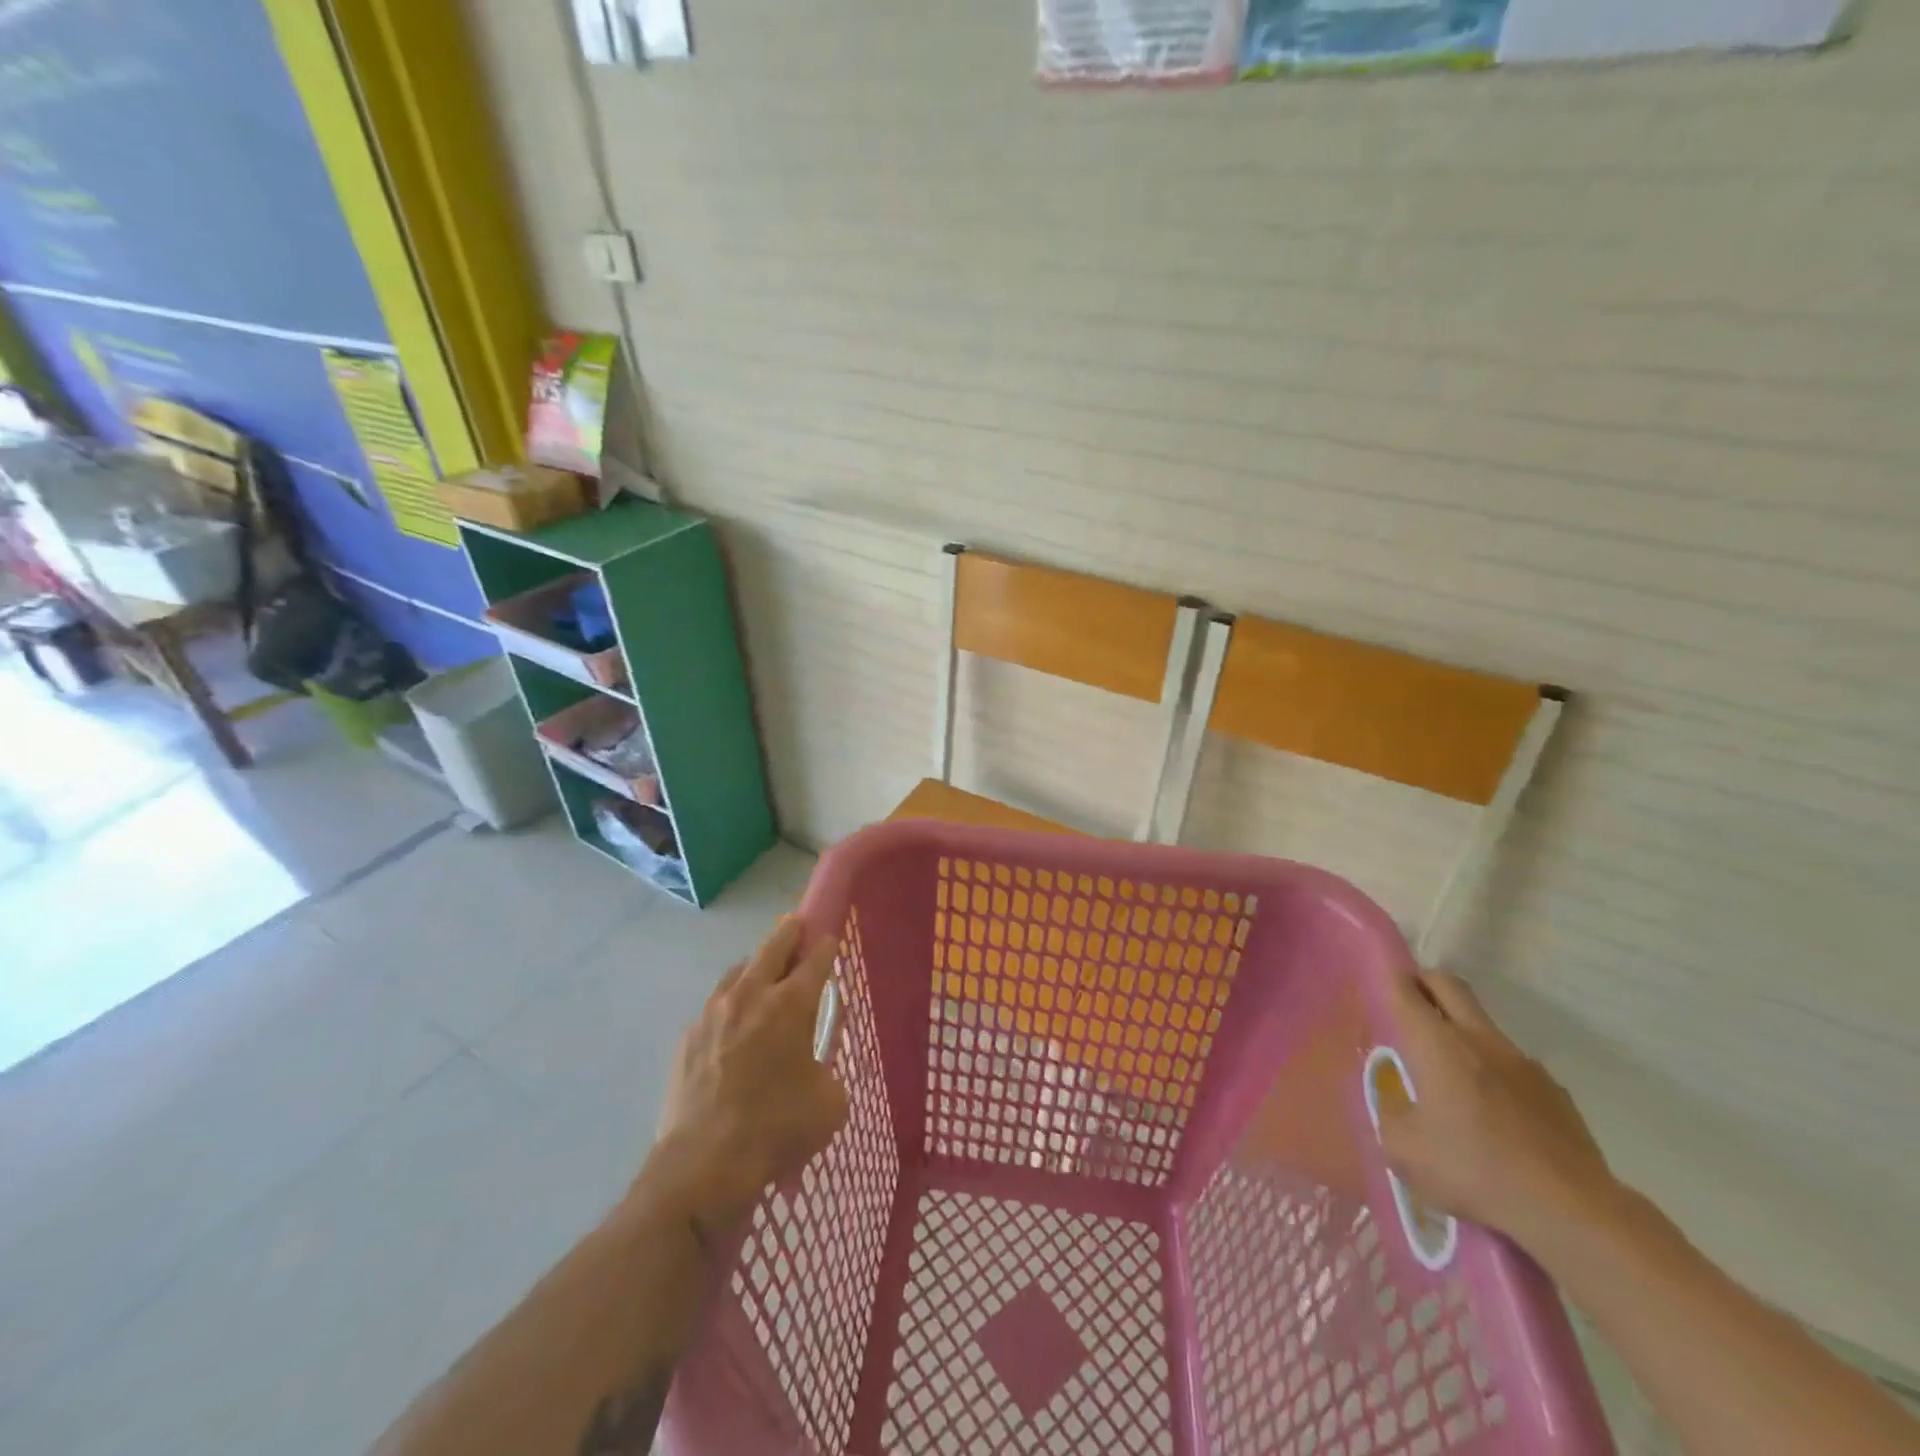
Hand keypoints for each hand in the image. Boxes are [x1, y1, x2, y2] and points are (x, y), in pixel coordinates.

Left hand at [644, 917, 847, 1241]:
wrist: (702, 1166)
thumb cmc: (776, 1130)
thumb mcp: (829, 1103)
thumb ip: (829, 1071)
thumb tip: (814, 1067)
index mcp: (791, 1004)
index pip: (816, 957)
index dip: (827, 945)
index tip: (831, 939)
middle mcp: (751, 995)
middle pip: (774, 945)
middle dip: (791, 932)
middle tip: (799, 929)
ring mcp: (713, 1012)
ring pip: (739, 970)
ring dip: (757, 967)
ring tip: (765, 978)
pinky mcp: (687, 1036)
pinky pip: (715, 1005)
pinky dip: (730, 1005)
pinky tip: (734, 1028)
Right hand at [1378, 971, 1618, 1255]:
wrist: (1573, 1212)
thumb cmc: (1474, 1170)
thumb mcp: (1404, 1150)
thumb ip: (1391, 1115)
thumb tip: (1397, 1104)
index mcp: (1437, 1044)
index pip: (1405, 991)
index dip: (1389, 977)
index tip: (1379, 977)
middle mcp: (1479, 1040)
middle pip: (1449, 986)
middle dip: (1425, 983)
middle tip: (1409, 1002)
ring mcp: (1523, 1064)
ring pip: (1483, 1026)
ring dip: (1462, 1033)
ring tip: (1452, 1076)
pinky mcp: (1555, 1093)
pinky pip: (1514, 1067)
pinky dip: (1496, 1074)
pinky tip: (1496, 1116)